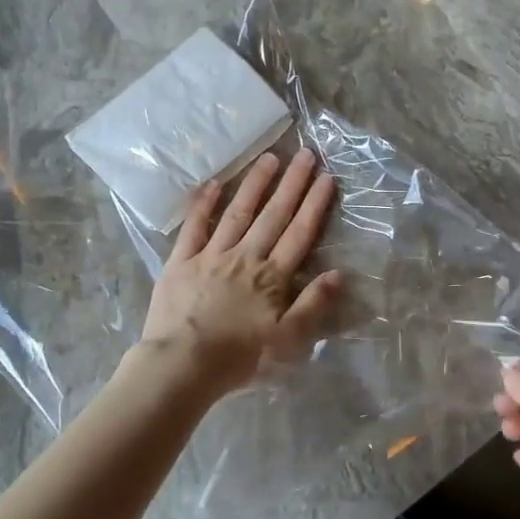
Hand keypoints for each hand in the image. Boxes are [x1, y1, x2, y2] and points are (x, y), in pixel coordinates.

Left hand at [139, 148, 342, 394]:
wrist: (182, 365)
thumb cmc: (240, 358)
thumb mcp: (289, 341)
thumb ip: (313, 305)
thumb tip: (338, 273)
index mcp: (272, 277)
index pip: (299, 233)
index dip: (315, 204)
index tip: (327, 177)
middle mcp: (245, 257)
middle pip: (273, 215)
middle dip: (291, 184)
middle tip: (305, 153)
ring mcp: (211, 255)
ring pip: (237, 213)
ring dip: (255, 184)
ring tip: (269, 157)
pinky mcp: (181, 262)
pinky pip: (194, 227)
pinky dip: (203, 204)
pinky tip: (213, 183)